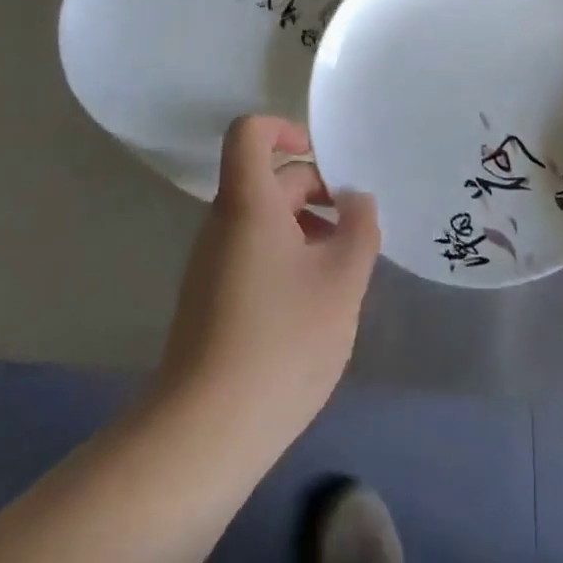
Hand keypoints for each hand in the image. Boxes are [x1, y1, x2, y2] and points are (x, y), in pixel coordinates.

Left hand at [154, 116, 380, 453]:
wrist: (203, 435)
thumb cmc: (280, 341)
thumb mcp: (341, 282)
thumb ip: (359, 229)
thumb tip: (356, 199)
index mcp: (249, 202)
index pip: (250, 132)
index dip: (284, 128)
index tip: (321, 156)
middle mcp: (223, 222)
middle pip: (268, 180)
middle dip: (317, 192)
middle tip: (355, 230)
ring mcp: (212, 263)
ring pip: (265, 221)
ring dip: (307, 230)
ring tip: (343, 272)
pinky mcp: (210, 300)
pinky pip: (253, 254)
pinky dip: (287, 260)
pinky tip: (314, 307)